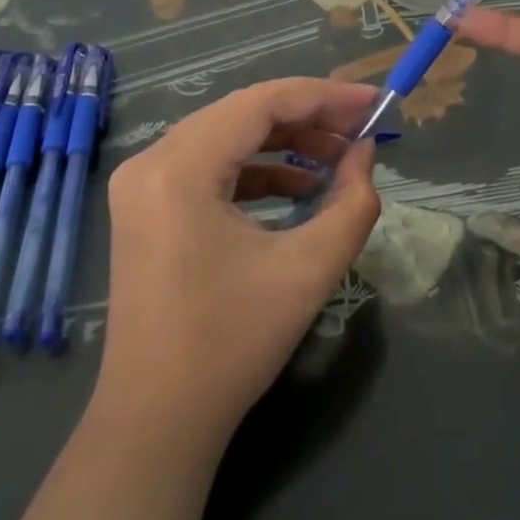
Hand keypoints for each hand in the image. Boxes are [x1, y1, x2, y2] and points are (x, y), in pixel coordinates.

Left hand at [91, 79, 381, 457]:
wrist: (156, 422)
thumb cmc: (231, 344)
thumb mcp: (308, 270)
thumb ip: (351, 201)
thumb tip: (366, 151)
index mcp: (179, 168)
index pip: (261, 103)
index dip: (325, 96)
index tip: (376, 102)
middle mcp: (151, 161)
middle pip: (243, 112)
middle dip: (309, 116)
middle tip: (362, 129)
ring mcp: (143, 183)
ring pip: (228, 135)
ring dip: (286, 142)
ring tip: (339, 159)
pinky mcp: (148, 206)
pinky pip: (210, 165)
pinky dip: (258, 169)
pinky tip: (300, 187)